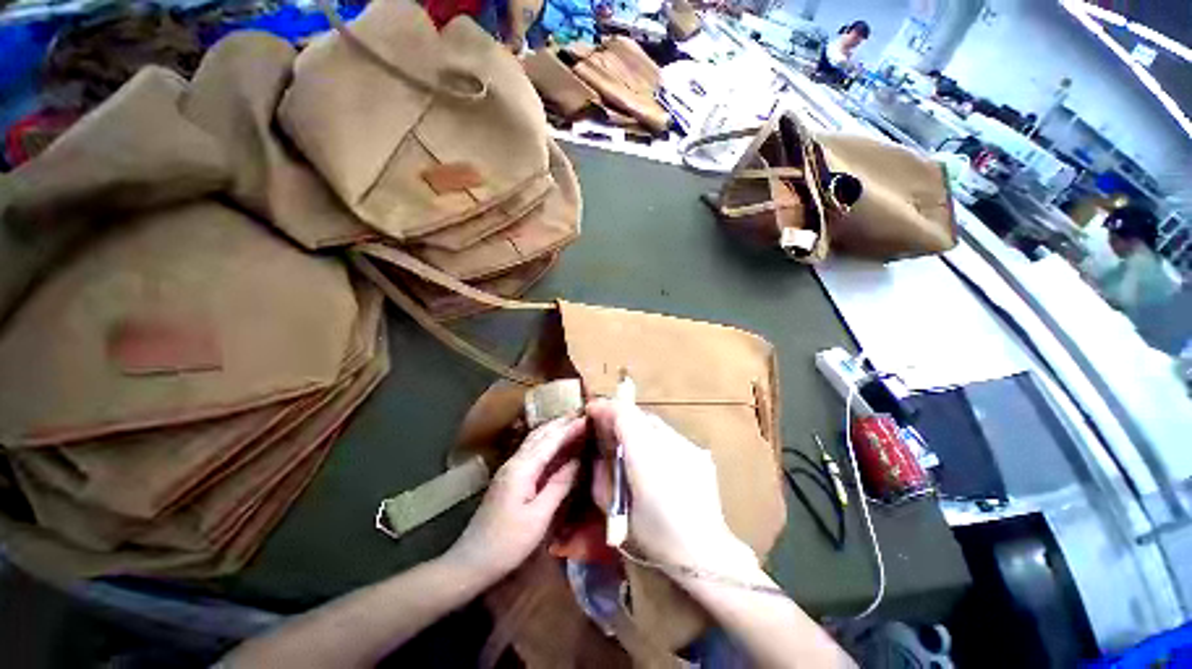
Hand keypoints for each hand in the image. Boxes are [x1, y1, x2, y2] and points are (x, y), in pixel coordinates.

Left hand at [445, 416, 584, 582]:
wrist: (470, 562)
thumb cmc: (507, 543)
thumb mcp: (538, 517)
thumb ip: (558, 485)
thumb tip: (577, 461)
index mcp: (522, 469)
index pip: (550, 441)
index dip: (570, 429)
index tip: (588, 418)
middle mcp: (514, 462)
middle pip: (540, 434)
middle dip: (561, 423)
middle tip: (582, 416)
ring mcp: (509, 468)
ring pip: (534, 440)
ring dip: (553, 429)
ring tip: (571, 424)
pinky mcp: (508, 477)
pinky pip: (531, 450)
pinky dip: (546, 441)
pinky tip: (553, 445)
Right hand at [587, 399, 753, 572]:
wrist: (705, 552)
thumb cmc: (657, 535)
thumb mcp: (618, 510)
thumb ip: (602, 479)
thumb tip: (598, 459)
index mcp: (644, 454)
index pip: (623, 414)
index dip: (605, 408)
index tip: (592, 411)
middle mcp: (667, 441)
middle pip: (639, 415)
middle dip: (620, 417)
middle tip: (608, 431)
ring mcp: (686, 445)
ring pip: (655, 424)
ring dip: (638, 428)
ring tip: (630, 447)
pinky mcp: (698, 453)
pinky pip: (671, 437)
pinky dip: (655, 440)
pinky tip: (656, 462)